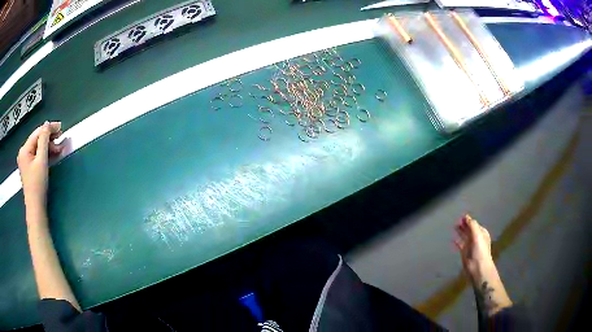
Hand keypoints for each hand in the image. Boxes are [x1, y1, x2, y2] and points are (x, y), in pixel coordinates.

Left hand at [17, 122, 63, 208]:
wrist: (36, 208)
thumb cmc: (38, 185)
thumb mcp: (41, 160)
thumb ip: (44, 140)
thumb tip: (47, 124)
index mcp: (25, 149)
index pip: (38, 132)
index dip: (49, 128)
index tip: (61, 127)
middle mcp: (24, 153)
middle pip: (38, 139)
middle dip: (50, 138)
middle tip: (61, 138)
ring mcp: (26, 161)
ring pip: (38, 147)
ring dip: (49, 147)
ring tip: (59, 149)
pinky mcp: (29, 168)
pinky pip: (38, 155)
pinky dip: (45, 154)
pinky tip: (52, 155)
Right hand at [454, 214, 493, 282]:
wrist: (477, 267)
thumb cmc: (479, 250)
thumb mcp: (477, 235)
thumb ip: (472, 225)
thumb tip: (466, 217)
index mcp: (481, 233)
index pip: (474, 224)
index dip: (469, 220)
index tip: (462, 216)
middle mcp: (476, 238)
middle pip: (469, 229)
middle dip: (464, 225)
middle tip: (457, 220)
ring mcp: (470, 245)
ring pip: (464, 236)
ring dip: (460, 231)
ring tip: (454, 226)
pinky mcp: (464, 252)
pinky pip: (460, 244)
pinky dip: (457, 241)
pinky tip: (453, 239)